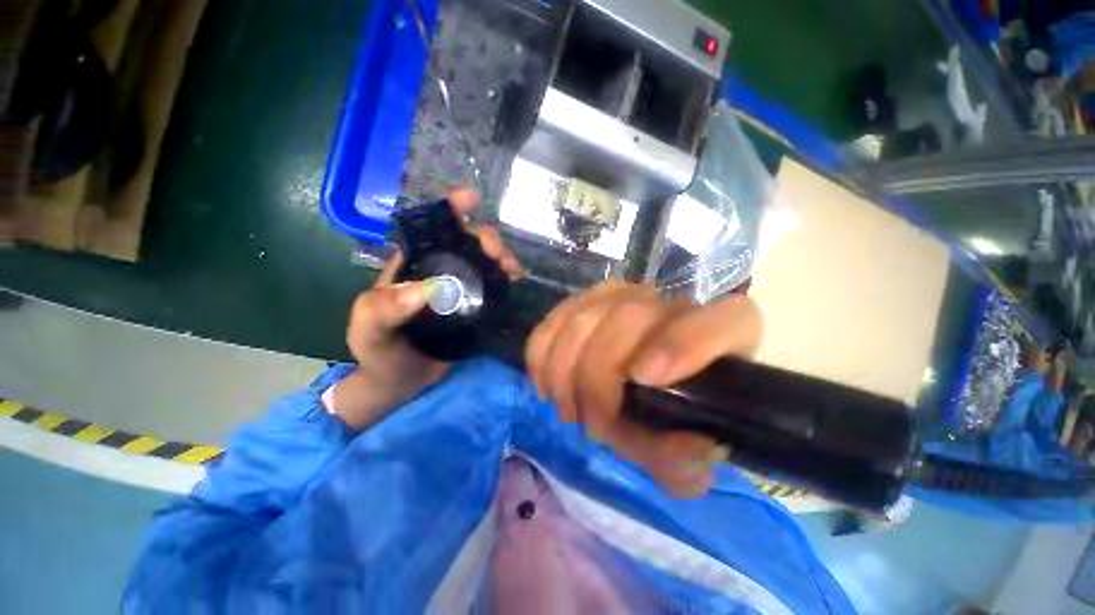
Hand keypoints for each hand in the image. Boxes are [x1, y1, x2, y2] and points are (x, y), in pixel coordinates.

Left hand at [334, 189, 521, 429]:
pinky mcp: (474, 307)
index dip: (450, 209)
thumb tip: (425, 289)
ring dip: (501, 258)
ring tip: (512, 270)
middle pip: (465, 242)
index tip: (471, 199)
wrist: (402, 383)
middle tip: (498, 254)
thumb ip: (383, 309)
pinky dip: (506, 279)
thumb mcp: (369, 330)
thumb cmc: (379, 352)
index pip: (430, 229)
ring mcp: (459, 289)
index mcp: (410, 265)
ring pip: (484, 262)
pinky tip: (515, 282)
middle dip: (485, 238)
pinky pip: (493, 286)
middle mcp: (438, 271)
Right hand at [526, 282, 760, 497]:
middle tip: (594, 427)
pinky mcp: (586, 300)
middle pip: (628, 318)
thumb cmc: (677, 415)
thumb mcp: (687, 451)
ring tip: (569, 410)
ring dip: (566, 372)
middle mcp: (674, 301)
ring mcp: (625, 294)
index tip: (644, 379)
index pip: (723, 320)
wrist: (655, 382)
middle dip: (599, 380)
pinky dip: (542, 355)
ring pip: (583, 319)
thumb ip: (685, 461)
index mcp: (728, 330)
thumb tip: (676, 446)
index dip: (681, 345)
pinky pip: (554, 321)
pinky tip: (547, 385)